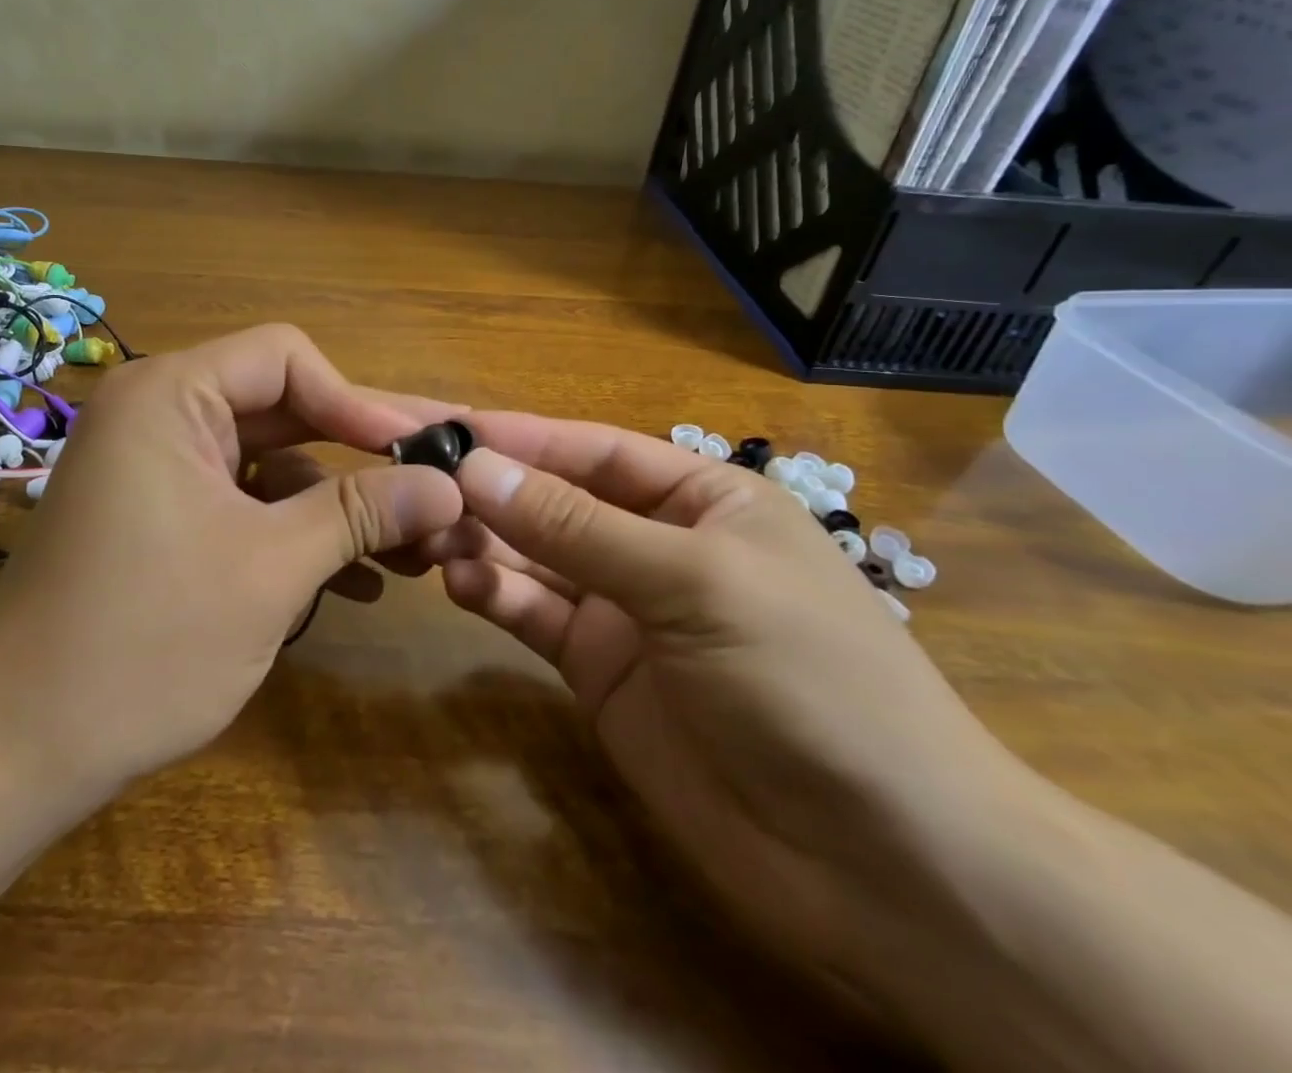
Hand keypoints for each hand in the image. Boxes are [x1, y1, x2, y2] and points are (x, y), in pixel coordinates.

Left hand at [0, 325, 465, 793]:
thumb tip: (449, 484)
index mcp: (170, 396)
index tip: (422, 454)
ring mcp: (160, 471)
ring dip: (339, 505)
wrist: (15, 748)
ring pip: (272, 465)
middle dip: (363, 456)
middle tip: (442, 483)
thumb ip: (362, 513)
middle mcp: (161, 416)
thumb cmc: (144, 642)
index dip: (359, 401)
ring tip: (416, 550)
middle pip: (285, 410)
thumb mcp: (271, 569)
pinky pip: (244, 504)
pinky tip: (357, 581)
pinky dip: (296, 533)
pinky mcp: (163, 519)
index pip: (286, 358)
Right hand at [430, 414, 1043, 999]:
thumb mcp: (694, 583)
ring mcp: (626, 610)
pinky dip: (495, 595)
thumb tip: (475, 467)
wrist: (885, 869)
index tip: (444, 430)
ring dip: (483, 541)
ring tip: (427, 537)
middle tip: (414, 484)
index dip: (519, 438)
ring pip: (535, 558)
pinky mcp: (600, 670)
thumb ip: (577, 526)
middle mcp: (658, 544)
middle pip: (555, 501)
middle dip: (491, 490)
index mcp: (702, 499)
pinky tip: (459, 584)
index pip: (592, 451)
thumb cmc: (809, 682)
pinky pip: (534, 615)